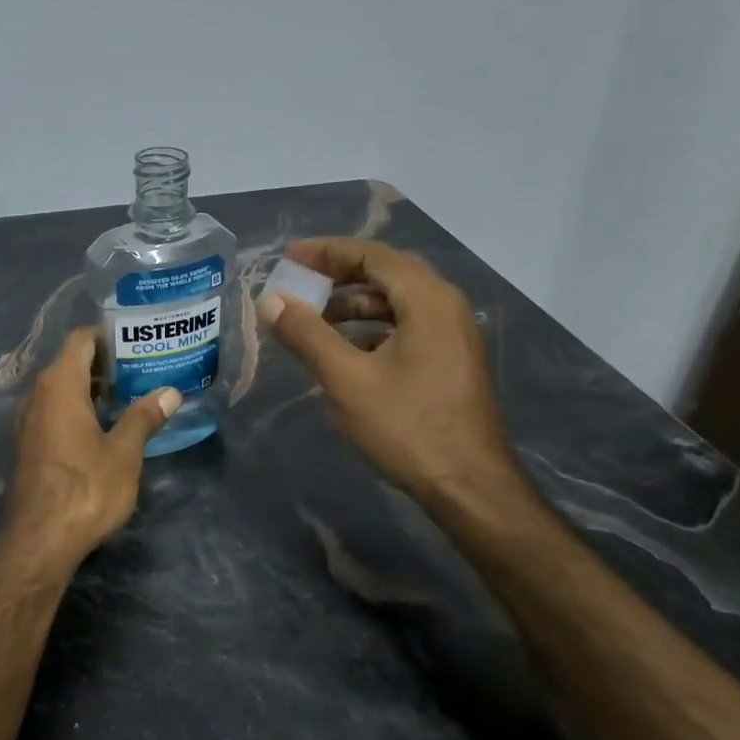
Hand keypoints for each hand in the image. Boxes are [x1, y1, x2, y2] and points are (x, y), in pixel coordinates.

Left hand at [0, 328, 179, 570]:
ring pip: (61, 390)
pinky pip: (53, 412)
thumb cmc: (85, 489)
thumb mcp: (124, 453)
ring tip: (129, 398)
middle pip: (71, 363)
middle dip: (105, 364)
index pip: (81, 340)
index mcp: (59, 385)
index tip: (138, 344)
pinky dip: (78, 410)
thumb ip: (144, 418)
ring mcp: (28, 421)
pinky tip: (104, 428)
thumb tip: (170, 392)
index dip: (108, 337)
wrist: (38, 542)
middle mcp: (37, 395)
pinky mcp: (27, 445)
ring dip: (92, 390)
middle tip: (142, 371)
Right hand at [256, 239, 521, 506]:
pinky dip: (372, 328)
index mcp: (427, 300)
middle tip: (299, 281)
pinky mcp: (451, 362)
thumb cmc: (406, 426)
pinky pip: (406, 326)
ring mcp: (453, 336)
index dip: (328, 252)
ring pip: (397, 302)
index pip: (373, 256)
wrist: (469, 487)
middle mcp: (446, 307)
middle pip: (387, 274)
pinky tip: (345, 350)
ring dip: (354, 304)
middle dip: (340, 274)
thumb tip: (271, 300)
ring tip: (313, 319)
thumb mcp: (346, 378)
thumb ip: (306, 334)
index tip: (290, 257)